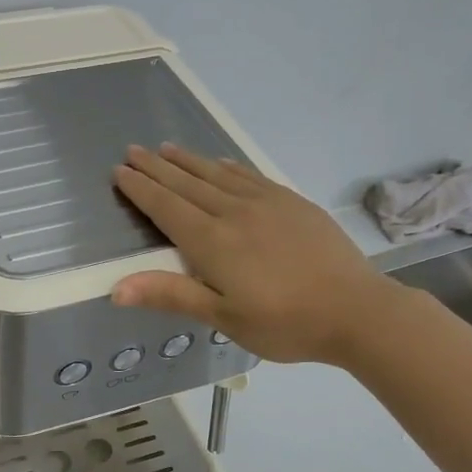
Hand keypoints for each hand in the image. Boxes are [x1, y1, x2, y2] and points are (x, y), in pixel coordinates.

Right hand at [112, 144, 392, 365]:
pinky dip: (228, 166)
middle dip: (157, 167)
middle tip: (133, 149)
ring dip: (189, 160)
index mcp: (212, 242)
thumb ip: (170, 295)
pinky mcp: (292, 202)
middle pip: (187, 183)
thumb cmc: (284, 323)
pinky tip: (221, 162)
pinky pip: (250, 175)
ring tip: (166, 148)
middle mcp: (234, 212)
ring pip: (217, 174)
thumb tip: (115, 288)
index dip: (141, 188)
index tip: (119, 170)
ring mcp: (266, 203)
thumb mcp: (223, 317)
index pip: (166, 207)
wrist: (356, 310)